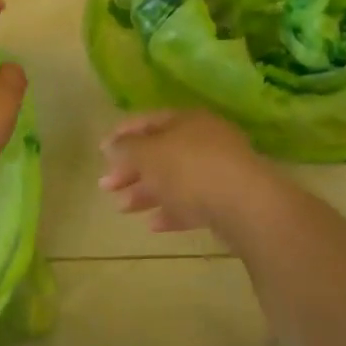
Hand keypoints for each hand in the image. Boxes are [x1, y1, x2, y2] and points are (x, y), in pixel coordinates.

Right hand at [99, 110, 288, 235]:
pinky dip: (172, 211)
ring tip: (123, 208)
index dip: (122, 134)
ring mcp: (219, 170)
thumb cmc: (189, 168)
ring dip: (146, 192)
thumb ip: (126, 148)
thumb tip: (111, 145)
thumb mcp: (148, 153)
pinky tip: (154, 225)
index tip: (101, 152)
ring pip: (175, 179)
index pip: (149, 121)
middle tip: (106, 186)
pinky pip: (193, 203)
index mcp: (187, 120)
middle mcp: (205, 140)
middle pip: (161, 152)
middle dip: (131, 169)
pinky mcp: (228, 200)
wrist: (244, 204)